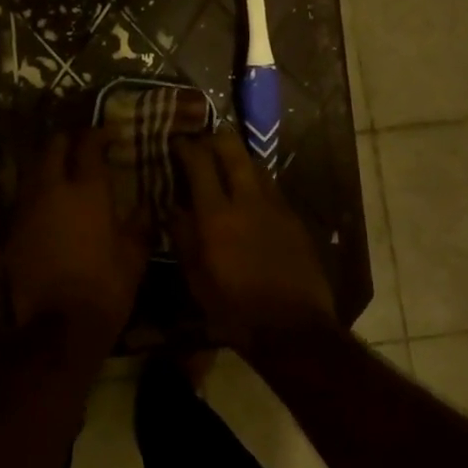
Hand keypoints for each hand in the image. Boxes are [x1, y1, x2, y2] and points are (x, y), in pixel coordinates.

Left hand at [0, 128, 146, 348]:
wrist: (58, 327)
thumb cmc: (105, 288)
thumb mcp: (134, 257)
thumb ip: (139, 226)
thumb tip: (144, 208)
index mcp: (87, 191)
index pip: (88, 145)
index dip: (97, 134)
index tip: (107, 135)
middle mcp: (53, 191)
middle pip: (53, 148)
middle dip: (66, 141)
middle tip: (80, 146)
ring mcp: (28, 210)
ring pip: (32, 170)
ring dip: (47, 164)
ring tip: (61, 170)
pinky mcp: (12, 231)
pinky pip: (23, 199)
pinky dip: (35, 194)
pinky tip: (46, 205)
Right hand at [171, 128, 336, 349]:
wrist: (293, 328)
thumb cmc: (234, 309)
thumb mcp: (196, 278)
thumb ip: (183, 236)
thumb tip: (173, 207)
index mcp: (216, 215)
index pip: (199, 162)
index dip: (186, 146)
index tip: (176, 141)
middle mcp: (247, 200)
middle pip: (233, 150)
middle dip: (216, 138)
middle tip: (203, 142)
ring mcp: (276, 206)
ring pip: (256, 164)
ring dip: (239, 158)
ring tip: (227, 165)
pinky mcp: (294, 218)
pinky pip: (272, 187)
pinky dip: (256, 182)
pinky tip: (250, 196)